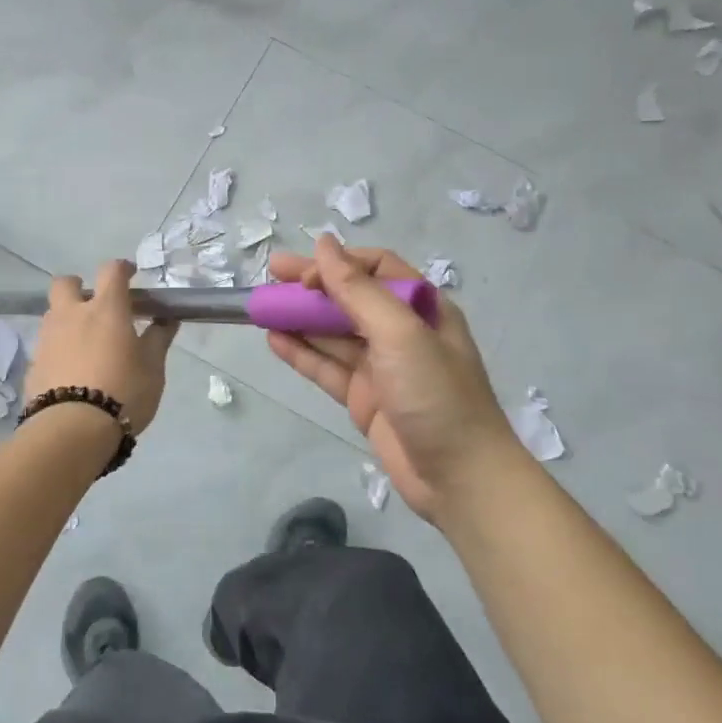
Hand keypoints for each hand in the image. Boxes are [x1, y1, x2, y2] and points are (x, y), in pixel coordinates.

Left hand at [23, 261, 177, 434]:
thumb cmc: (123, 392)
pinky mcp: (34, 364)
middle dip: (78, 286)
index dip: (121, 268)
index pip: (111, 271)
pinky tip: (72, 370)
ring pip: (53, 314)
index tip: (130, 274)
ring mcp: (48, 339)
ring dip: (67, 319)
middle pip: (65, 283)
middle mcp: (72, 315)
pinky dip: (59, 349)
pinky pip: (47, 345)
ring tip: (85, 343)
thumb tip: (167, 320)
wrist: (73, 430)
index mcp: (106, 309)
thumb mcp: (153, 368)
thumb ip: (159, 339)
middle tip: (94, 305)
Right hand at [265, 235, 521, 524]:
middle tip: (270, 275)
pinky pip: (328, 368)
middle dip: (311, 286)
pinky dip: (302, 353)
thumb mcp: (400, 334)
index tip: (305, 274)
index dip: (338, 265)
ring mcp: (382, 367)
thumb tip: (324, 244)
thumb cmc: (436, 395)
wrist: (460, 478)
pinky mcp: (365, 399)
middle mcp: (401, 332)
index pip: (375, 269)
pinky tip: (274, 340)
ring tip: (261, 308)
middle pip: (350, 298)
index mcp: (422, 308)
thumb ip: (358, 290)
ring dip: (300, 319)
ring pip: (333, 334)